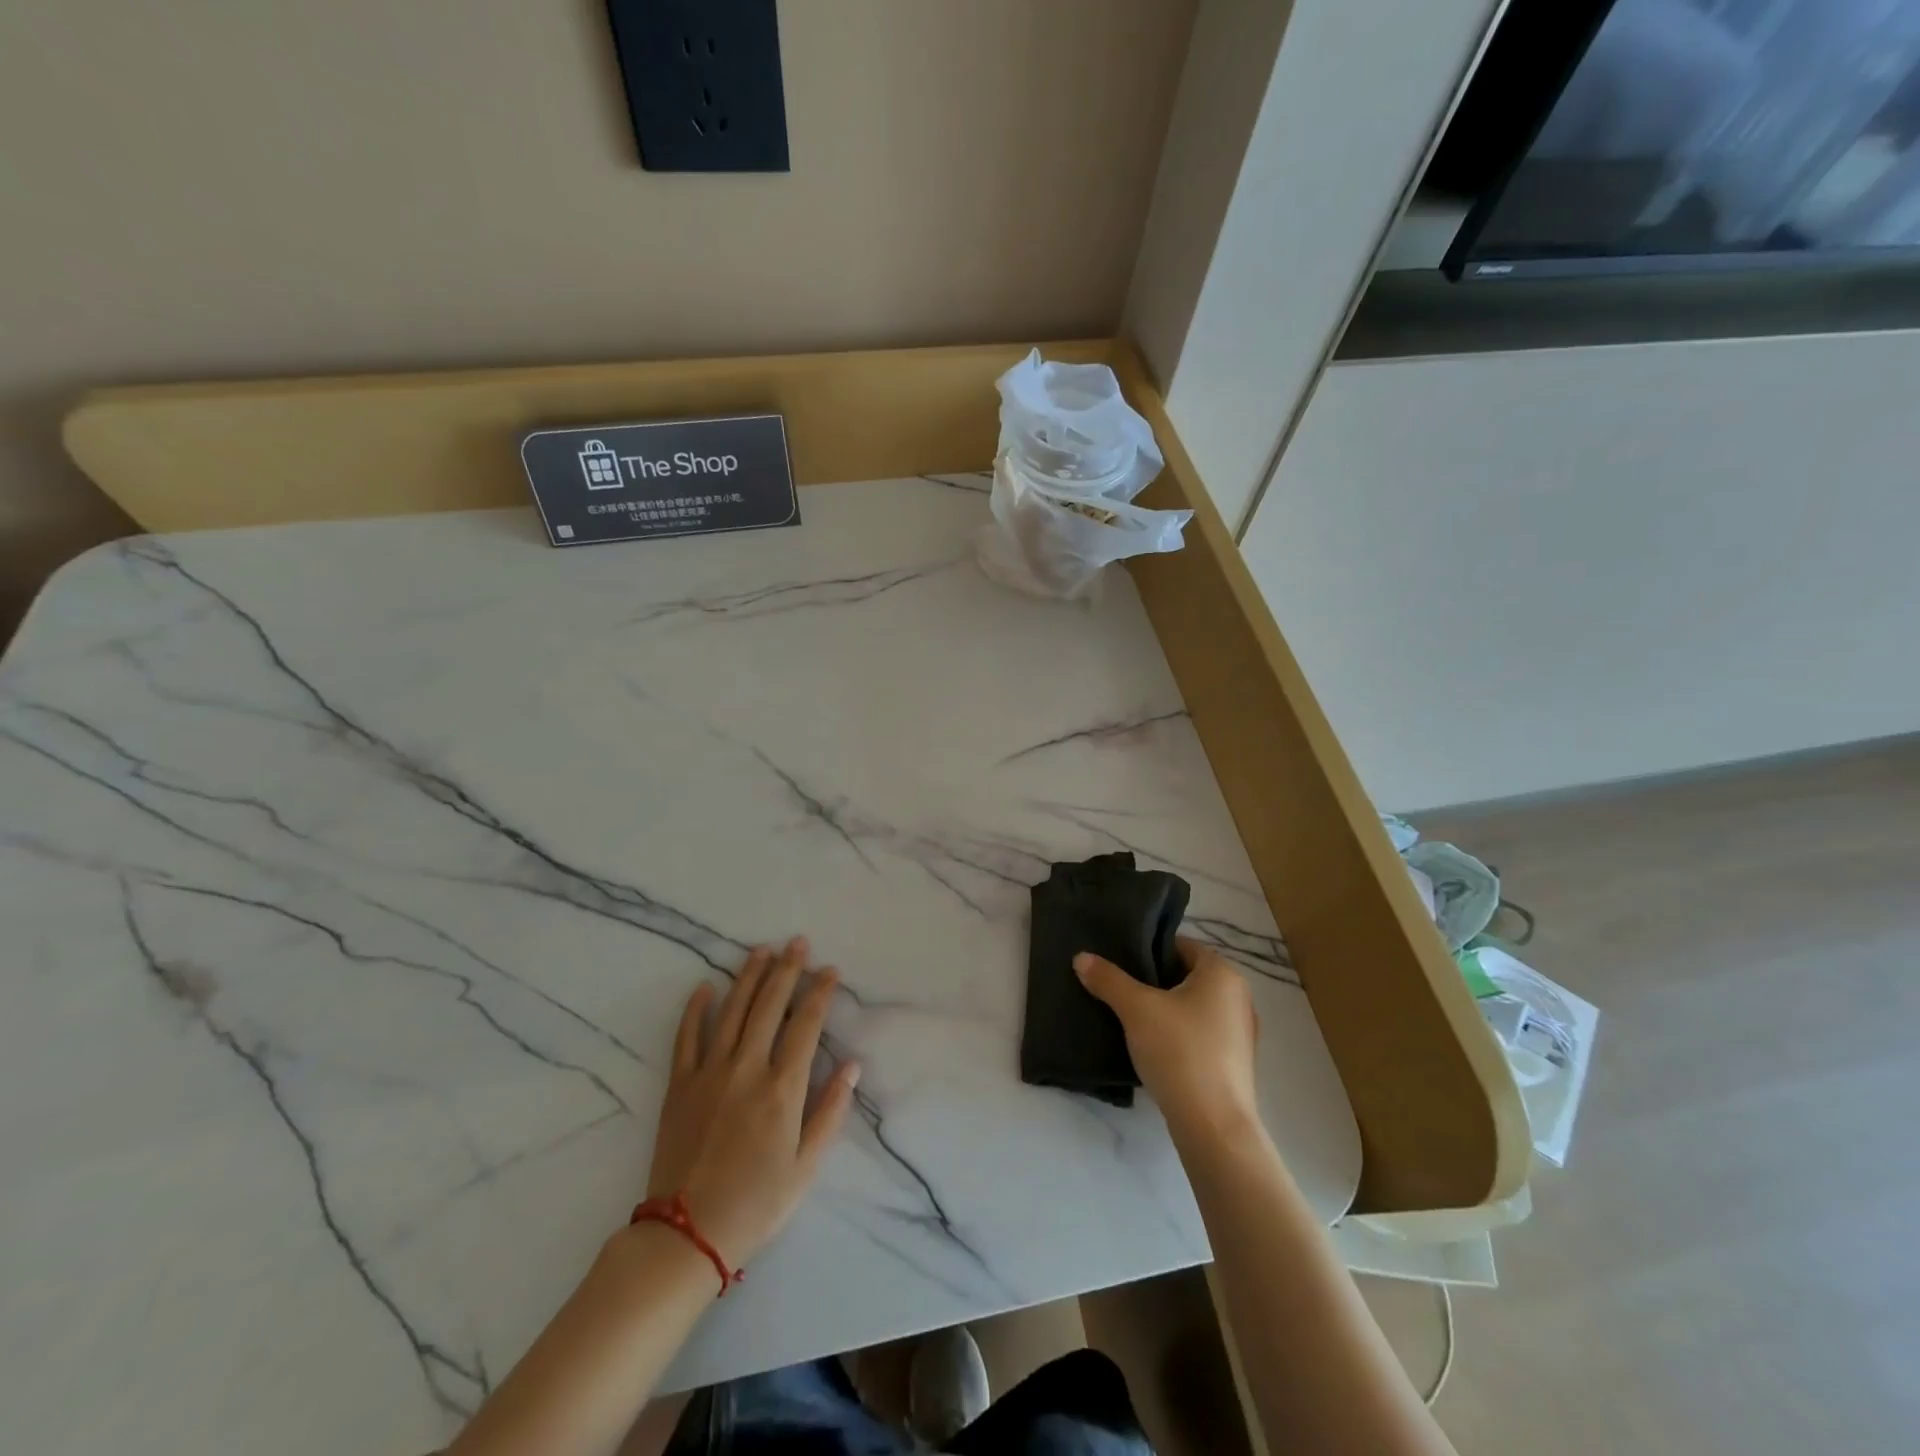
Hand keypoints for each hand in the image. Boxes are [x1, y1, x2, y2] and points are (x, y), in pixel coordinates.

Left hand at [644, 937, 859, 1268]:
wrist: (686, 1235)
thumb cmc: (756, 1203)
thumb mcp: (806, 1166)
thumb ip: (830, 1111)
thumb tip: (852, 1065)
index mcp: (782, 1088)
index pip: (806, 1025)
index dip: (820, 993)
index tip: (830, 970)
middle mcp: (747, 1068)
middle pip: (769, 1006)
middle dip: (787, 970)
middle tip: (797, 943)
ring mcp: (709, 1073)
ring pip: (732, 1011)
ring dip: (748, 977)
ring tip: (761, 950)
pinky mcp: (679, 1086)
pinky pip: (686, 1038)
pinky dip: (695, 1009)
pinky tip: (705, 987)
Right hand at [1074, 936, 1260, 1139]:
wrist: (1213, 1127)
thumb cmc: (1179, 1052)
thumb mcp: (1136, 1009)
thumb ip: (1108, 979)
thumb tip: (1081, 957)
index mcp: (1222, 973)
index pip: (1180, 945)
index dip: (1148, 950)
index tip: (1119, 961)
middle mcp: (1239, 996)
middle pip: (1186, 975)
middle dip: (1153, 980)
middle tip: (1119, 987)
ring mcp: (1241, 1032)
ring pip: (1193, 1006)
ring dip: (1164, 1008)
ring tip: (1130, 1016)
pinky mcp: (1235, 1062)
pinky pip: (1200, 1033)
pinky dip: (1178, 1033)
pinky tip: (1153, 1046)